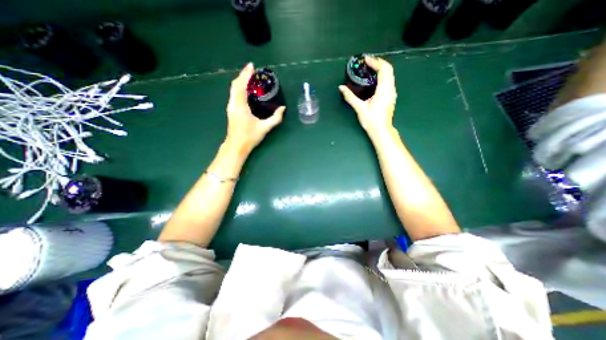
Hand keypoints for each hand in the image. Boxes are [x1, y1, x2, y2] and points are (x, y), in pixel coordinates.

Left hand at [225, 62, 286, 153]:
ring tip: (250, 77)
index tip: (252, 66)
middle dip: (243, 75)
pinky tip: (245, 88)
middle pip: (235, 85)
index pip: (241, 86)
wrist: (236, 146)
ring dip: (241, 81)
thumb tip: (283, 109)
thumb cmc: (249, 137)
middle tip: (252, 70)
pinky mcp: (231, 110)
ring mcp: (230, 107)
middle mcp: (233, 104)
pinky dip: (239, 87)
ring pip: (233, 89)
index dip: (245, 75)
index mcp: (240, 106)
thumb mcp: (264, 128)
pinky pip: (234, 94)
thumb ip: (275, 118)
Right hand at [340, 55, 398, 138]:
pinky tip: (373, 80)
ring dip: (380, 69)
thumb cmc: (371, 120)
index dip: (375, 62)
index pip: (384, 69)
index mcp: (384, 90)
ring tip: (369, 69)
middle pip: (388, 69)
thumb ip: (350, 97)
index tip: (365, 60)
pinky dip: (382, 76)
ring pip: (389, 75)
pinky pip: (388, 80)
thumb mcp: (360, 108)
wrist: (381, 131)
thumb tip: (341, 87)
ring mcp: (392, 93)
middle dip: (378, 63)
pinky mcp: (390, 96)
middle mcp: (391, 89)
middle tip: (366, 63)